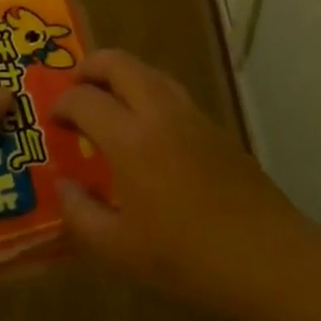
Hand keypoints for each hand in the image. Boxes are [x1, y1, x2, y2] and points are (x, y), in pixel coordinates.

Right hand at [52, 50, 309, 316]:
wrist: (266, 256)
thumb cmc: (187, 257)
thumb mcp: (120, 250)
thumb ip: (81, 214)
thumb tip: (64, 184)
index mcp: (131, 139)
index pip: (84, 99)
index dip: (62, 104)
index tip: (53, 120)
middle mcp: (159, 112)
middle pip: (118, 62)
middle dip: (89, 67)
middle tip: (75, 89)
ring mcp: (191, 114)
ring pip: (148, 70)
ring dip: (121, 75)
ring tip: (107, 101)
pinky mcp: (214, 126)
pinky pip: (170, 90)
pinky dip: (147, 91)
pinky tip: (146, 127)